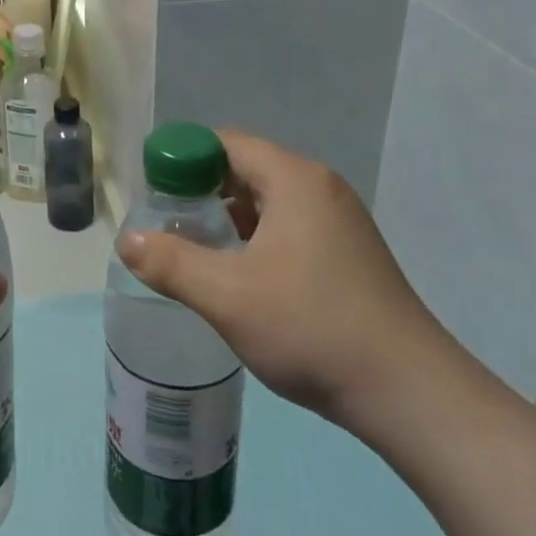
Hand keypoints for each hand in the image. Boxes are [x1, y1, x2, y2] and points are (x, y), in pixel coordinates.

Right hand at [117, 131, 463, 441]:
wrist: (409, 392)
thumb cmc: (312, 328)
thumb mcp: (227, 296)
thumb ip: (170, 263)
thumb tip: (126, 239)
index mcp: (294, 179)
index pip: (226, 143)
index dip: (183, 160)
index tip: (154, 194)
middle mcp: (320, 187)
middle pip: (246, 169)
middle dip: (201, 193)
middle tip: (167, 227)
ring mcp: (339, 221)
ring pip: (268, 201)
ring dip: (228, 220)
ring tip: (195, 253)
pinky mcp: (348, 253)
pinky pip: (289, 226)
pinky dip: (256, 239)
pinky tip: (239, 276)